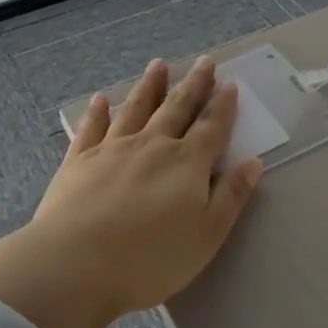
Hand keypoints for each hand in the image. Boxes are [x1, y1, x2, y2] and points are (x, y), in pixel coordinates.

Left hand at [0, 57, 263, 327]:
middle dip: (194, 84)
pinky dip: (97, 112)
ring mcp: (114, 148)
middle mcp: (153, 144)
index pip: (211, 127)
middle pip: (177, 107)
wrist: (74, 266)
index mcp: (186, 163)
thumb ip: (230, 197)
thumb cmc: (149, 260)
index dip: (223, 105)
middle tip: (204, 61)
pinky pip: (91, 128)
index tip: (230, 83)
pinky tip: (100, 99)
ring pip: (136, 107)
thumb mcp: (206, 237)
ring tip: (158, 65)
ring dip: (150, 86)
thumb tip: (253, 162)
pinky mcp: (79, 159)